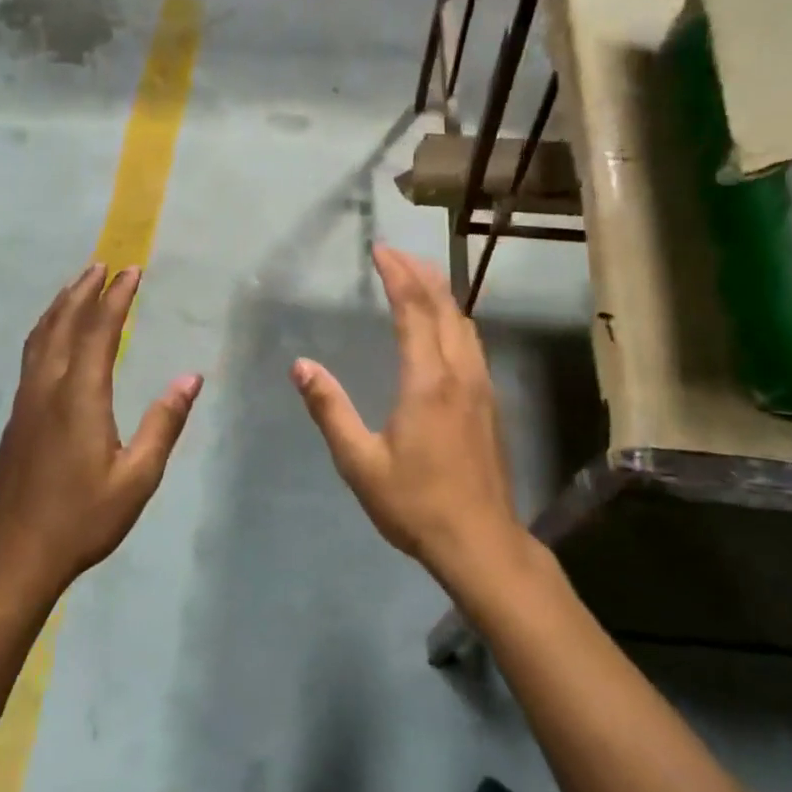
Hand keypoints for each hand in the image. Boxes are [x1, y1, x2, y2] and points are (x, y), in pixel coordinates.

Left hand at [0, 263, 202, 601]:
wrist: (15, 556)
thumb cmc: (83, 519)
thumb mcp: (138, 477)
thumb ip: (164, 423)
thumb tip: (191, 378)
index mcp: (79, 398)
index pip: (98, 331)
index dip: (116, 298)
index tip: (132, 270)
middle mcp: (47, 388)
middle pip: (63, 324)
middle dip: (84, 290)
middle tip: (103, 264)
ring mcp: (26, 402)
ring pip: (40, 337)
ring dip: (60, 306)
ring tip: (78, 285)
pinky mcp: (17, 417)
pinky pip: (32, 355)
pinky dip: (47, 330)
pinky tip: (54, 336)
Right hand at [291, 245, 524, 582]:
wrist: (481, 541)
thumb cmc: (415, 503)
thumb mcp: (360, 462)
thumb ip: (330, 409)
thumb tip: (301, 366)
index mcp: (427, 381)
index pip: (414, 310)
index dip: (397, 276)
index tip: (380, 250)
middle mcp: (460, 373)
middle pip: (445, 307)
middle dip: (420, 273)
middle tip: (395, 253)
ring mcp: (482, 386)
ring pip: (464, 323)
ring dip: (441, 294)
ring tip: (417, 279)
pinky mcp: (490, 402)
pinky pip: (472, 343)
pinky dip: (453, 319)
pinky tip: (442, 328)